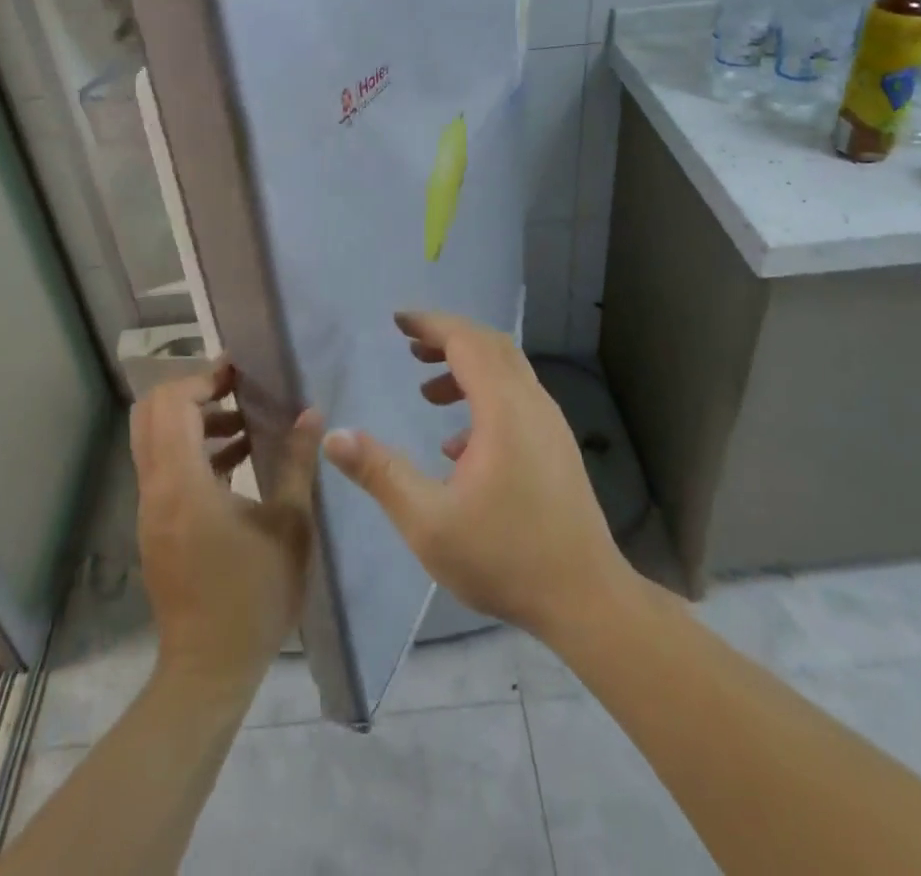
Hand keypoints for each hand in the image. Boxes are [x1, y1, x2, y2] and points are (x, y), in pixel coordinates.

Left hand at [132, 365, 322, 696]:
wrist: (209, 670)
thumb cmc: (254, 596)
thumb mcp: (290, 525)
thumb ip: (298, 462)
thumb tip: (311, 413)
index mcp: (182, 484)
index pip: (172, 405)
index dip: (203, 379)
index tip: (239, 373)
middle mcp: (156, 489)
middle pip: (151, 414)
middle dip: (192, 392)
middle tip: (237, 390)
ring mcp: (150, 510)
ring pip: (155, 440)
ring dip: (195, 421)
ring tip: (246, 424)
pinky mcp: (156, 526)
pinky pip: (164, 468)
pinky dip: (193, 450)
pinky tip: (238, 461)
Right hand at [321, 310, 626, 640]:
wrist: (586, 598)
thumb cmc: (505, 556)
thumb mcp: (428, 521)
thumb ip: (380, 473)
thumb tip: (334, 436)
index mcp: (503, 408)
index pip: (466, 340)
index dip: (430, 324)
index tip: (397, 322)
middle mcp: (532, 404)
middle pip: (490, 346)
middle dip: (447, 339)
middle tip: (409, 348)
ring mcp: (550, 425)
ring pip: (507, 372)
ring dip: (466, 368)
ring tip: (428, 393)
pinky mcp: (556, 447)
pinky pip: (517, 400)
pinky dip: (484, 398)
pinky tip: (459, 446)